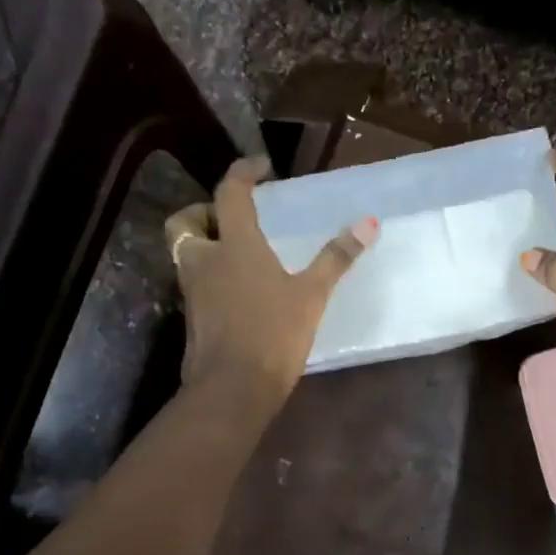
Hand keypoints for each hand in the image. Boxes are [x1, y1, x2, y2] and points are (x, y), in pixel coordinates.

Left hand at [165, 157, 378, 411]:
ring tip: (239, 254)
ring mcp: (193, 291)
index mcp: (234, 244)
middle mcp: (205, 260)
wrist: (233, 389)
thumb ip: (336, 258)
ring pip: (187, 254)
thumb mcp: (311, 296)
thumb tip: (368, 223)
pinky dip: (211, 276)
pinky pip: (196, 283)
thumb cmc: (273, 334)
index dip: (244, 172)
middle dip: (203, 211)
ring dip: (206, 244)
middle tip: (232, 218)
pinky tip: (239, 291)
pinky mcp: (193, 318)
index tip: (261, 165)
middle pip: (187, 221)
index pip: (230, 192)